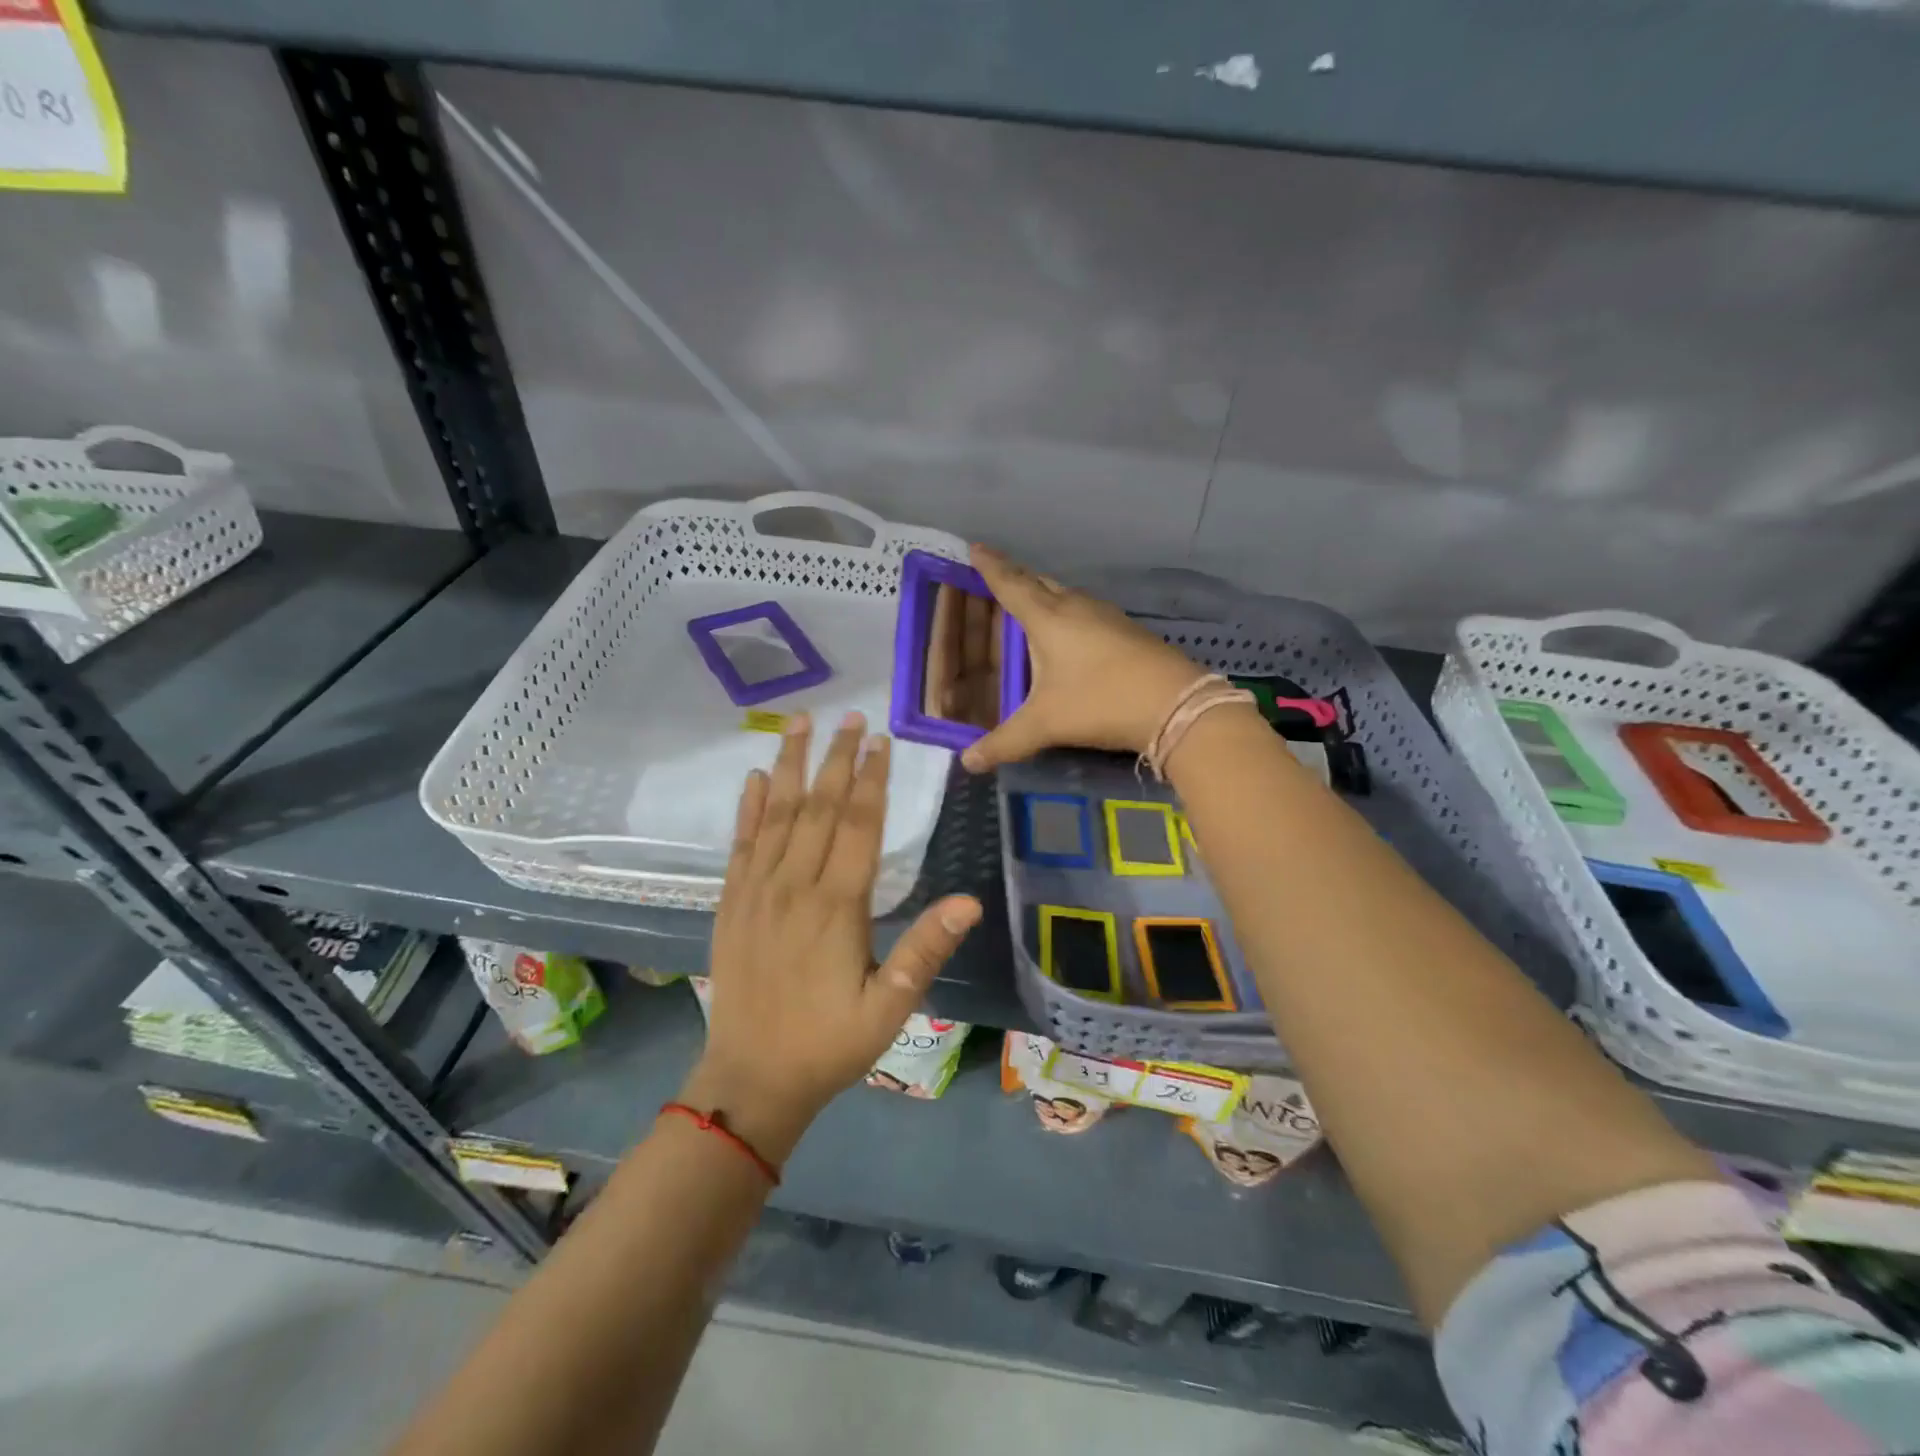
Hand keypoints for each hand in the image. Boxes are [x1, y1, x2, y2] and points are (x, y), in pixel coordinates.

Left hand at [683, 711, 982, 1162]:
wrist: (751, 1080)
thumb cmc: (830, 1044)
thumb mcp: (890, 1007)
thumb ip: (926, 950)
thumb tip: (970, 901)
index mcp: (836, 906)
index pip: (858, 826)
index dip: (872, 779)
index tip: (881, 739)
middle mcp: (794, 886)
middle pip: (819, 807)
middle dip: (838, 758)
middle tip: (851, 715)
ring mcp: (757, 892)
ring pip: (777, 814)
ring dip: (791, 765)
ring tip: (801, 722)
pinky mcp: (732, 904)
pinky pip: (741, 844)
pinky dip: (749, 808)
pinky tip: (755, 778)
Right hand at [962, 545, 1204, 771]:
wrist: (1176, 704)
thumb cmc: (1101, 701)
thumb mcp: (1046, 724)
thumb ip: (1004, 742)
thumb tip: (968, 763)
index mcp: (1048, 617)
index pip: (1011, 583)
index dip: (990, 566)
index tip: (976, 547)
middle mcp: (1075, 606)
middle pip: (1039, 583)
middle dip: (1015, 578)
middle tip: (996, 576)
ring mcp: (1105, 616)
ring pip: (1065, 596)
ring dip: (1044, 596)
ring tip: (1027, 605)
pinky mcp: (1126, 631)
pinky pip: (1084, 612)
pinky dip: (1066, 615)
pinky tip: (1067, 634)